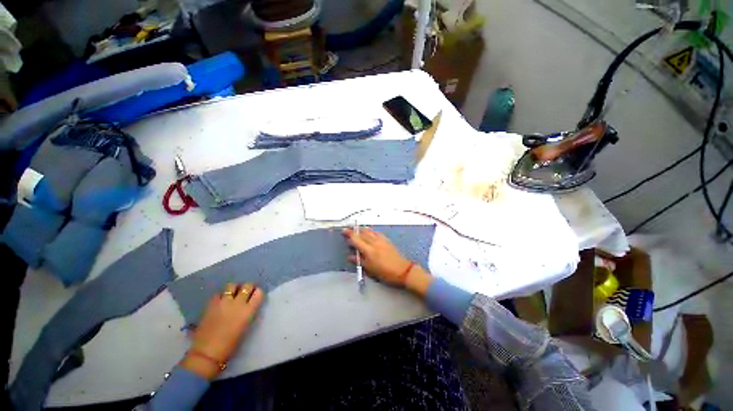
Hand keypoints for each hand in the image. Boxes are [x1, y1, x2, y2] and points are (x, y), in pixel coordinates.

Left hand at [181, 283, 264, 378]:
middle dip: (248, 287)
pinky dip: (220, 295)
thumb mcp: (245, 327)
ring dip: (234, 288)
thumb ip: (248, 313)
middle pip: (247, 286)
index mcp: (249, 310)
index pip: (259, 293)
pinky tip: (220, 301)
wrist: (207, 352)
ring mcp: (224, 302)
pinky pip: (218, 294)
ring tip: (232, 294)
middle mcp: (238, 303)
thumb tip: (249, 306)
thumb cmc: (230, 345)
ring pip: (232, 286)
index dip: (257, 293)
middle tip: (245, 292)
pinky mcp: (211, 304)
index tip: (255, 296)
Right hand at [343, 227, 432, 295]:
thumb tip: (350, 256)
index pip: (356, 239)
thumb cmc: (385, 273)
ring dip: (362, 229)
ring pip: (369, 231)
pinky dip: (371, 231)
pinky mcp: (387, 240)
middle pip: (362, 232)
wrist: (403, 270)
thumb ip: (359, 261)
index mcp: (369, 250)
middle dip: (354, 230)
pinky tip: (369, 233)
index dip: (349, 234)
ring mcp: (381, 240)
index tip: (344, 231)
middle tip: (348, 230)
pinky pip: (376, 232)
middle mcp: (374, 242)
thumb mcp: (370, 270)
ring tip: (357, 231)